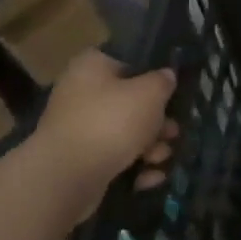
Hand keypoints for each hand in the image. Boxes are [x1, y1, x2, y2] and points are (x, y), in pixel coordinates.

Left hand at [29, 53, 177, 220]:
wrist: (67, 177)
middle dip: (158, 122)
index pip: (127, 62)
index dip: (153, 75)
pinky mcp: (81, 162)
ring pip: (126, 134)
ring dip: (151, 147)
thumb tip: (166, 76)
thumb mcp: (150, 93)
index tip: (173, 91)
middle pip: (131, 103)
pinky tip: (149, 177)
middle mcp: (81, 95)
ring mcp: (79, 131)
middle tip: (173, 132)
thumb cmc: (111, 122)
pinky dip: (135, 167)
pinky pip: (116, 159)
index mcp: (92, 68)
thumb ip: (163, 81)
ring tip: (160, 158)